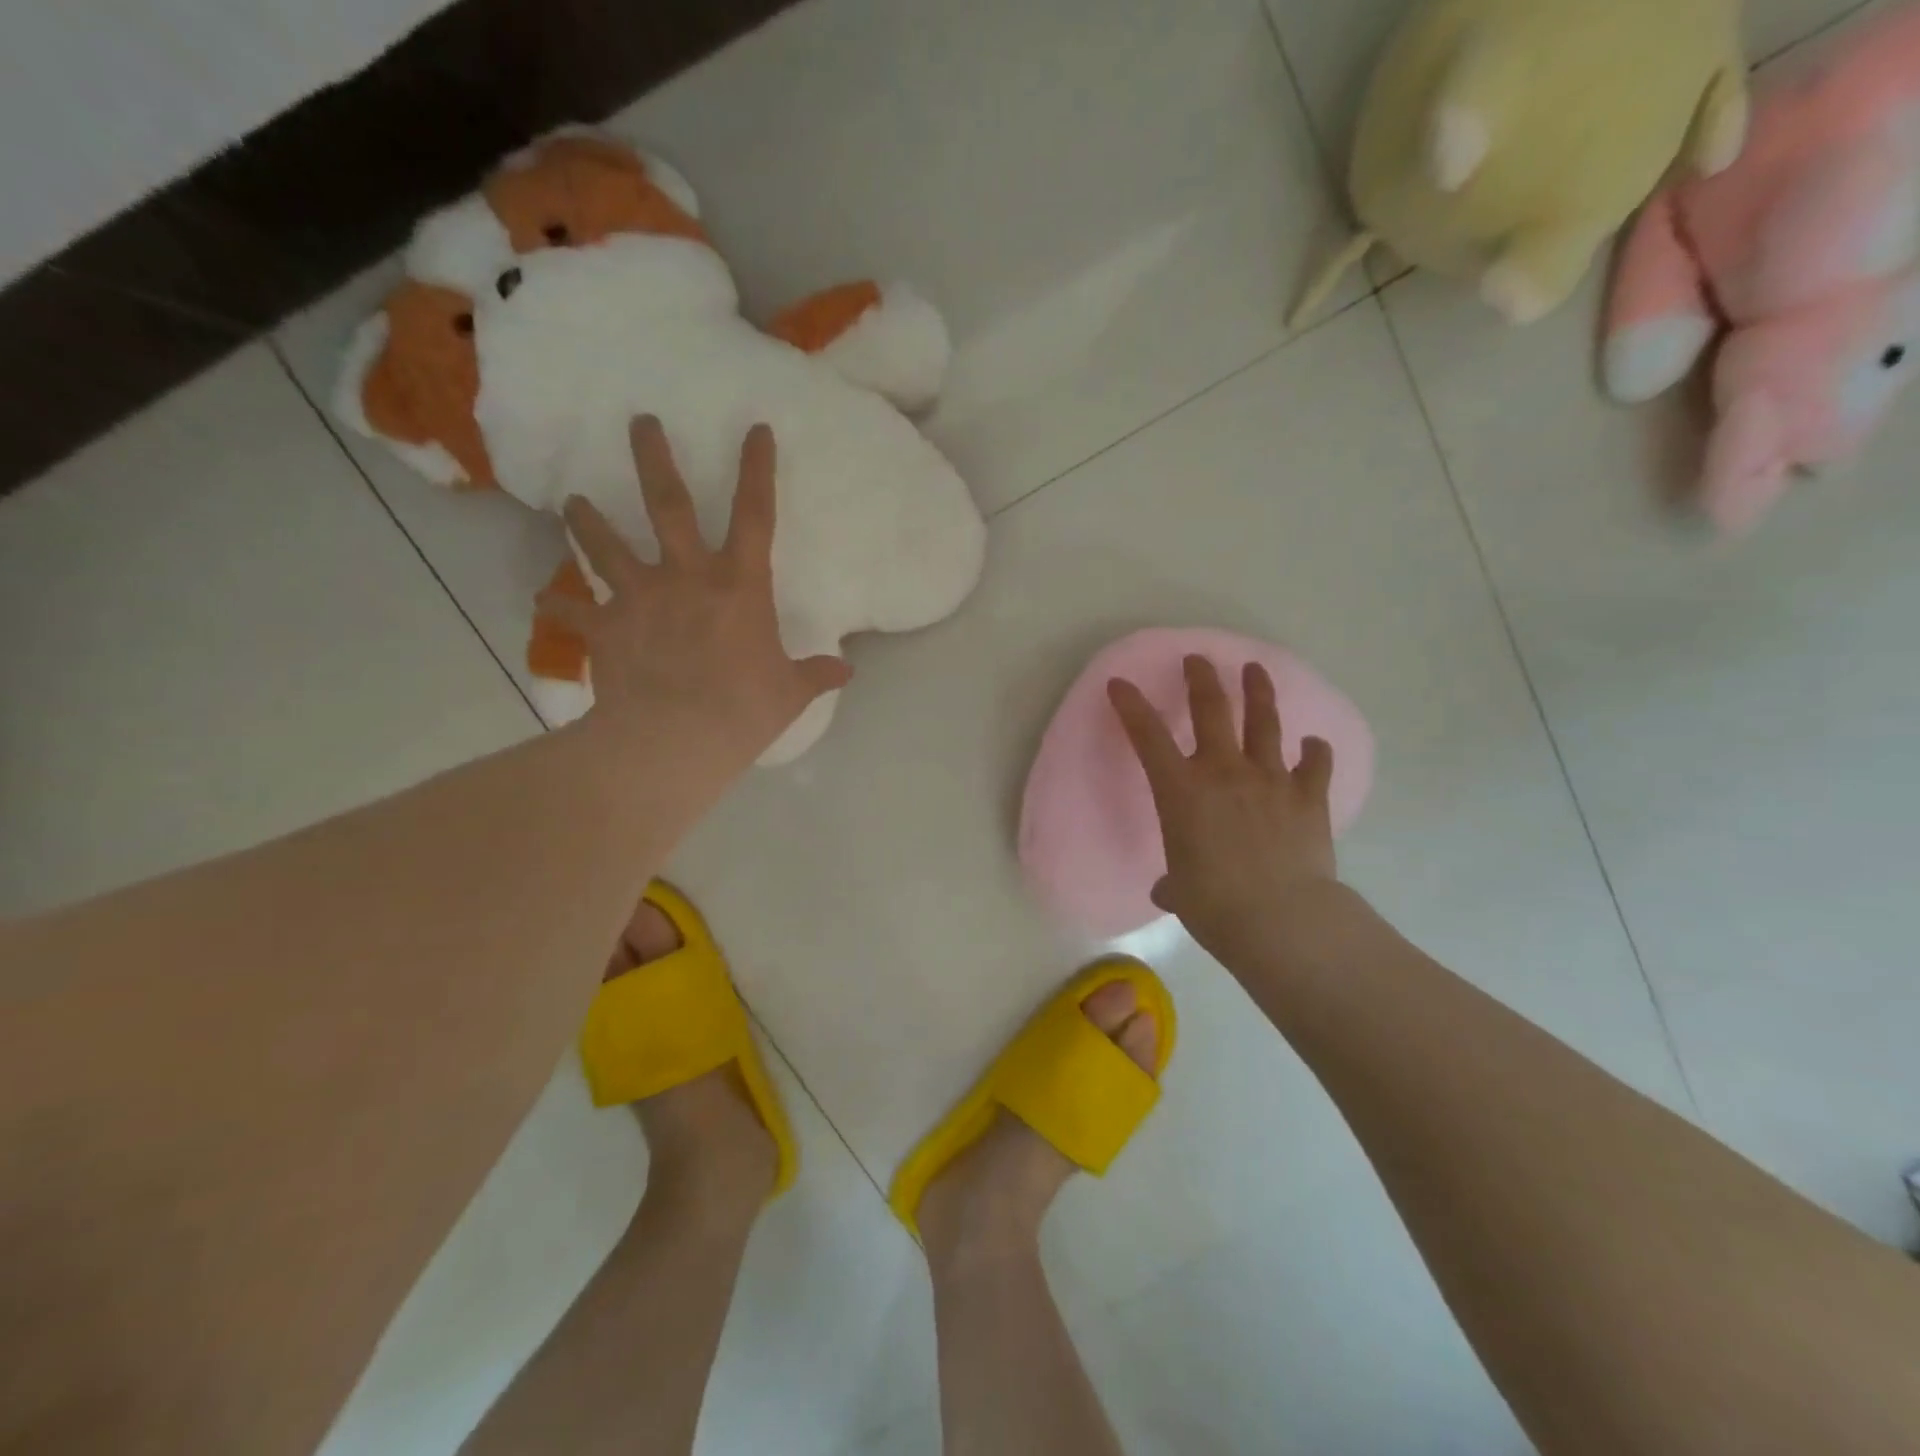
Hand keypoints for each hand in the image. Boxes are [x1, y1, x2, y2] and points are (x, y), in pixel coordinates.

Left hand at [538, 416, 851, 775]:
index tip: (755, 429)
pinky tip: (542, 601)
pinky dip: (555, 607)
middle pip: (667, 504)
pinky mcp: (604, 628)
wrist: (674, 740)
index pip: (755, 515)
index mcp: (739, 586)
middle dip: (653, 458)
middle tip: (639, 420)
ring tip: (573, 501)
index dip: (757, 469)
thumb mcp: (790, 693)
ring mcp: (639, 597)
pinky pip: (571, 614)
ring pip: (605, 544)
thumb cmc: (742, 711)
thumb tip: (847, 671)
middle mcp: (686, 576)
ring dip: (587, 520)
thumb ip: (816, 674)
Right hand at [1108, 656, 1337, 959]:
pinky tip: (1314, 744)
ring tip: (1255, 669)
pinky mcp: (1309, 796)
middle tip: (1198, 660)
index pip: (1147, 736)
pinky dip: (1315, 752)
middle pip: (1211, 709)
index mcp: (1182, 790)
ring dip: (1258, 692)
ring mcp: (1270, 778)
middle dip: (1201, 679)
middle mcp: (1224, 771)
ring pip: (1264, 722)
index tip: (1119, 683)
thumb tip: (1171, 890)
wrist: (1280, 918)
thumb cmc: (1214, 904)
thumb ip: (1173, 882)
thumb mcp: (1180, 891)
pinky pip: (1315, 764)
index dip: (1131, 706)